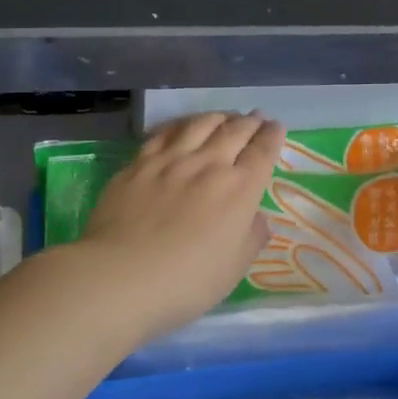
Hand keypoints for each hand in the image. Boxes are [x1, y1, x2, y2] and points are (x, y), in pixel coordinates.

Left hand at [76, 112, 285, 340]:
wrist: (121, 276)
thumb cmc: (187, 281)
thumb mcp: (234, 268)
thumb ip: (252, 238)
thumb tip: (259, 218)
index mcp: (239, 190)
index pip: (262, 153)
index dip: (272, 137)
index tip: (276, 127)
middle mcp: (208, 165)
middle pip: (234, 131)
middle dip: (249, 122)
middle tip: (256, 117)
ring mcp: (170, 161)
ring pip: (199, 124)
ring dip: (217, 117)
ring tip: (224, 117)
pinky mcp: (138, 164)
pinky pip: (164, 134)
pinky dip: (180, 125)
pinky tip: (182, 127)